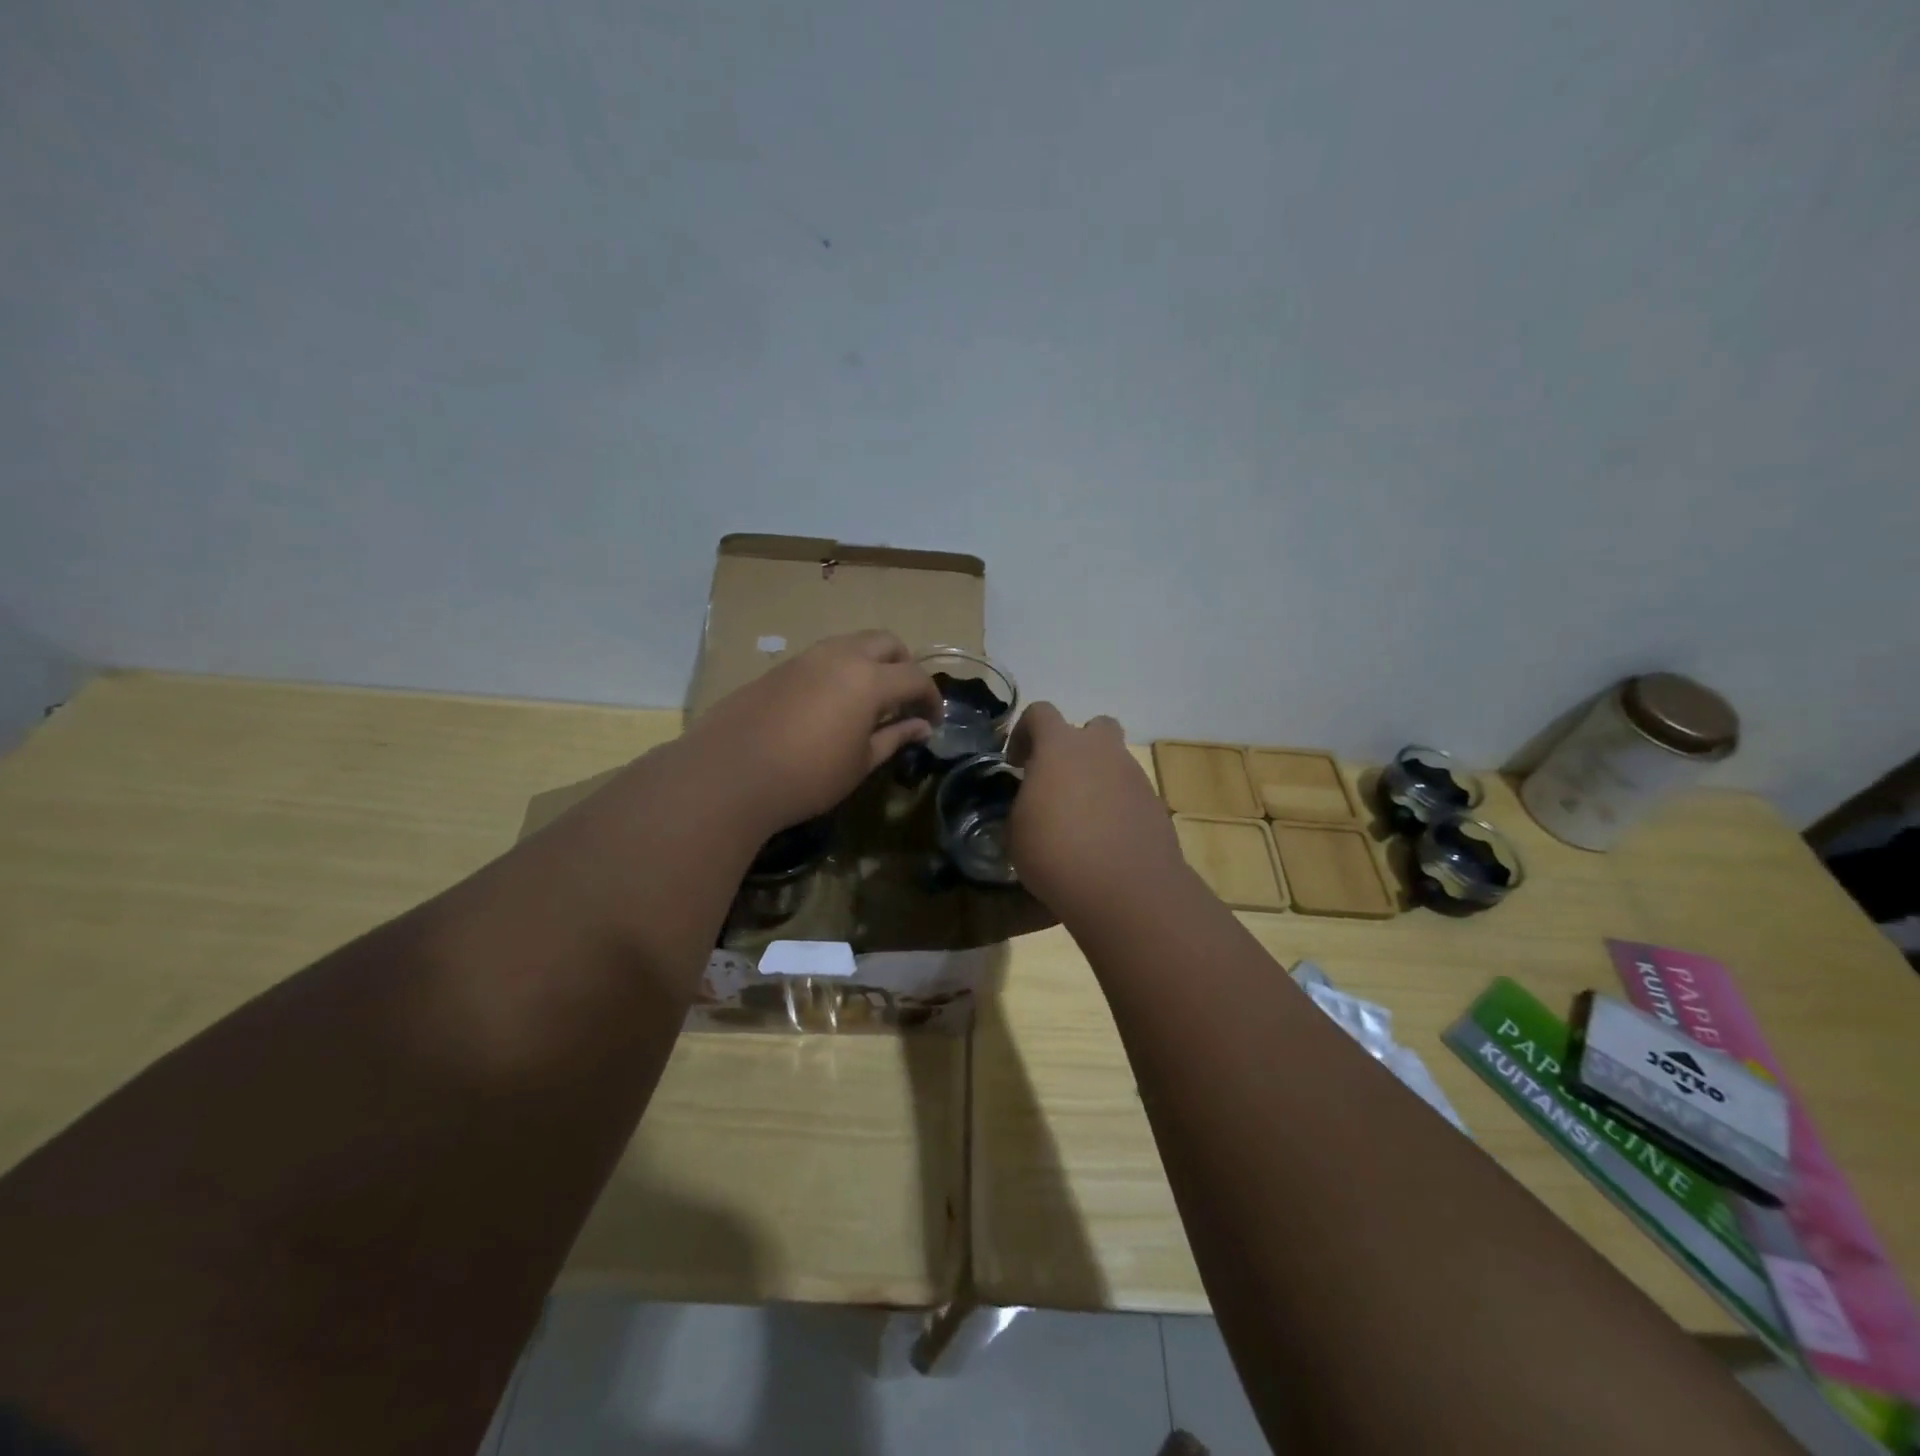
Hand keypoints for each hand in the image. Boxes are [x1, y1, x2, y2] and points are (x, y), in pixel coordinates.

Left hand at [683, 630, 941, 833]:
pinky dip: (840, 671)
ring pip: (851, 644)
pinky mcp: (779, 668)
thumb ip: (895, 737)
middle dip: (904, 666)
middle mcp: (840, 656)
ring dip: (870, 663)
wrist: (729, 774)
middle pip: (886, 643)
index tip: (932, 721)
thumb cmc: (807, 776)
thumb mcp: (860, 763)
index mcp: (868, 679)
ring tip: (868, 702)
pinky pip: (822, 658)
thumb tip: (921, 727)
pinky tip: (830, 706)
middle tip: (904, 700)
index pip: (915, 677)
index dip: (931, 698)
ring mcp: (805, 658)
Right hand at [1006, 703, 1185, 917]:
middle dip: (1075, 747)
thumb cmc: (1056, 852)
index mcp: (1060, 746)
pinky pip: (1130, 795)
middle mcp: (1102, 751)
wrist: (1125, 889)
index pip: (1040, 713)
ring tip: (1081, 820)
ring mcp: (1134, 777)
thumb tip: (1031, 804)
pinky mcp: (1155, 806)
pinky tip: (1104, 842)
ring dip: (1097, 780)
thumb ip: (1023, 804)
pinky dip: (1116, 809)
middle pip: (1093, 727)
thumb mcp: (1017, 830)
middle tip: (1058, 780)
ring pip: (1115, 763)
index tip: (1016, 764)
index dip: (1024, 733)